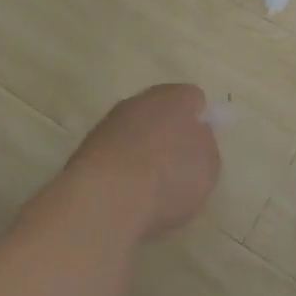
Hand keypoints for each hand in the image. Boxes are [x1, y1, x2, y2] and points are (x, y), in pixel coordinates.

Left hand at [63, 84, 221, 239]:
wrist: (106, 197)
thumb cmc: (169, 178)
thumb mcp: (208, 167)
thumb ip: (205, 145)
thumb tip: (195, 135)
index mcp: (176, 98)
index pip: (193, 98)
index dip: (199, 121)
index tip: (201, 148)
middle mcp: (141, 100)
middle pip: (160, 111)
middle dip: (168, 133)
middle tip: (178, 166)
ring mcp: (110, 122)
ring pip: (134, 130)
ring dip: (142, 149)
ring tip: (150, 186)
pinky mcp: (87, 146)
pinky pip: (115, 152)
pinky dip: (121, 167)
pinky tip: (126, 193)